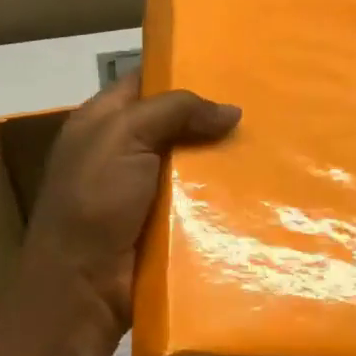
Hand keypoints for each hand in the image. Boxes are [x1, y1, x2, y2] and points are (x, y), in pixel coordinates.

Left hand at [21, 75, 241, 331]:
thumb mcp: (123, 136)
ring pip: (193, 162)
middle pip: (176, 123)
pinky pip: (200, 200)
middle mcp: (123, 150)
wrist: (83, 287)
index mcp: (102, 121)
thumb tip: (232, 111)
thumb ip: (174, 111)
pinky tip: (259, 185)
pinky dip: (224, 195)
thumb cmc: (93, 201)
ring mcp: (145, 189)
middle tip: (261, 107)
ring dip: (224, 158)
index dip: (182, 71)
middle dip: (212, 117)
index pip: (145, 82)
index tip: (230, 68)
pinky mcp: (165, 223)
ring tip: (272, 143)